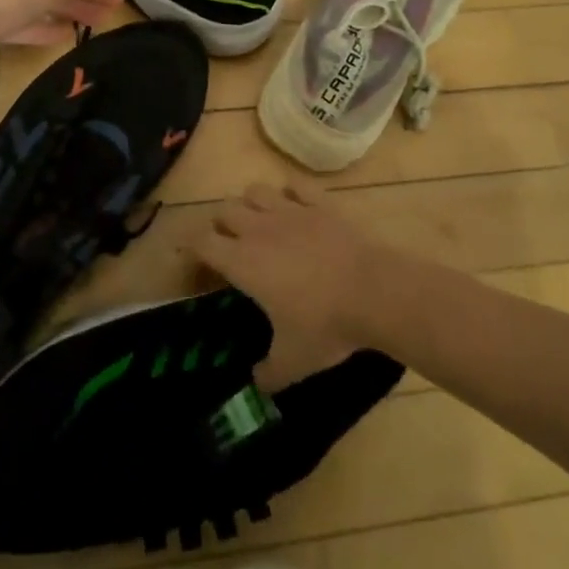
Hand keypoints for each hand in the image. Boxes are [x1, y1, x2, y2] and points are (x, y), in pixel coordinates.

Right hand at [185, 182, 388, 389]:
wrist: (375, 291)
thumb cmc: (326, 325)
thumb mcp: (294, 361)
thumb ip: (269, 373)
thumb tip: (258, 382)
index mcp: (242, 262)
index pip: (201, 242)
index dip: (192, 248)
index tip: (196, 261)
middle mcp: (259, 230)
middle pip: (224, 210)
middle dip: (221, 225)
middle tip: (230, 246)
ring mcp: (290, 211)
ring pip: (255, 191)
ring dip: (251, 204)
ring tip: (260, 223)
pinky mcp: (320, 203)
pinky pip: (296, 186)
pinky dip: (291, 192)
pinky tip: (296, 204)